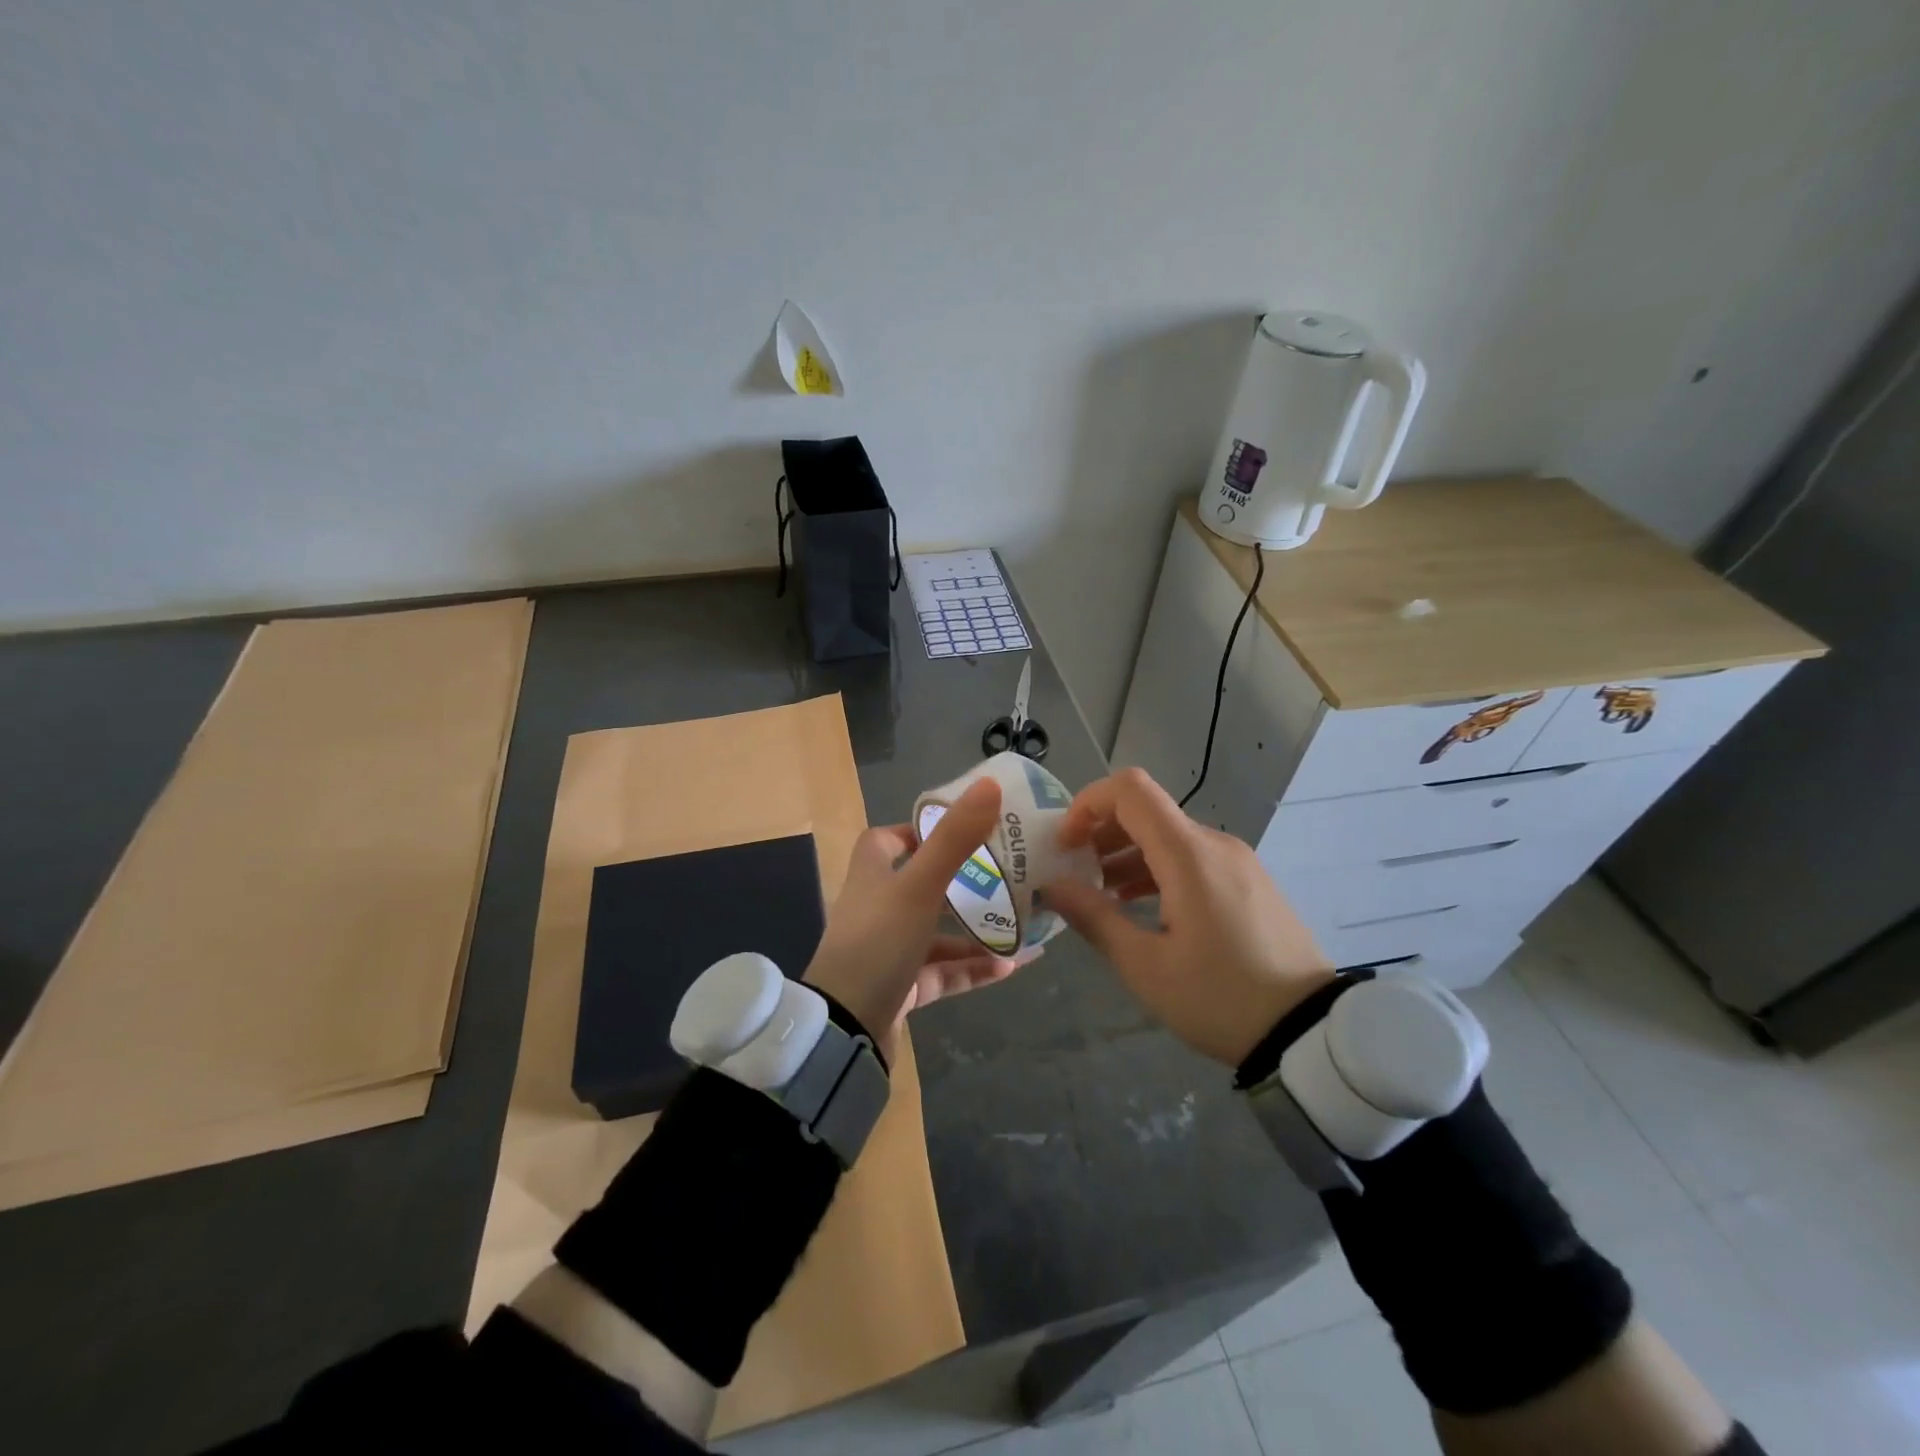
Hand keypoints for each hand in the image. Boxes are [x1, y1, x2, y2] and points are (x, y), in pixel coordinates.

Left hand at [803, 778, 1023, 1058]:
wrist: (844, 1030)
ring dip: (975, 932)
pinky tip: (1010, 968)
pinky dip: (971, 968)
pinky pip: (942, 972)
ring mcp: (887, 951)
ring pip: (936, 933)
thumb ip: (955, 839)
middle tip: (1007, 878)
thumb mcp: (920, 886)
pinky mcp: (899, 988)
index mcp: (871, 876)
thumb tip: (989, 785)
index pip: (888, 840)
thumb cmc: (879, 943)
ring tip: (1022, 927)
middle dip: (963, 882)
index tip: (960, 829)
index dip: (919, 830)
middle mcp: (876, 908)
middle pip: (921, 884)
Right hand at [1041, 767, 1334, 1066]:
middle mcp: (1214, 843)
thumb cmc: (1221, 998)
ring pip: (1169, 836)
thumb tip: (1052, 886)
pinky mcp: (1249, 881)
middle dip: (1101, 834)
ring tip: (1100, 896)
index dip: (1087, 804)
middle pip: (1146, 811)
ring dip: (1127, 854)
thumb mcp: (1146, 966)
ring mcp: (1237, 861)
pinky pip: (1192, 858)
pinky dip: (1157, 869)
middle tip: (1073, 874)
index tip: (1065, 845)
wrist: (1311, 1032)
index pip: (1129, 790)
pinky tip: (1140, 906)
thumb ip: (1094, 917)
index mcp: (1188, 854)